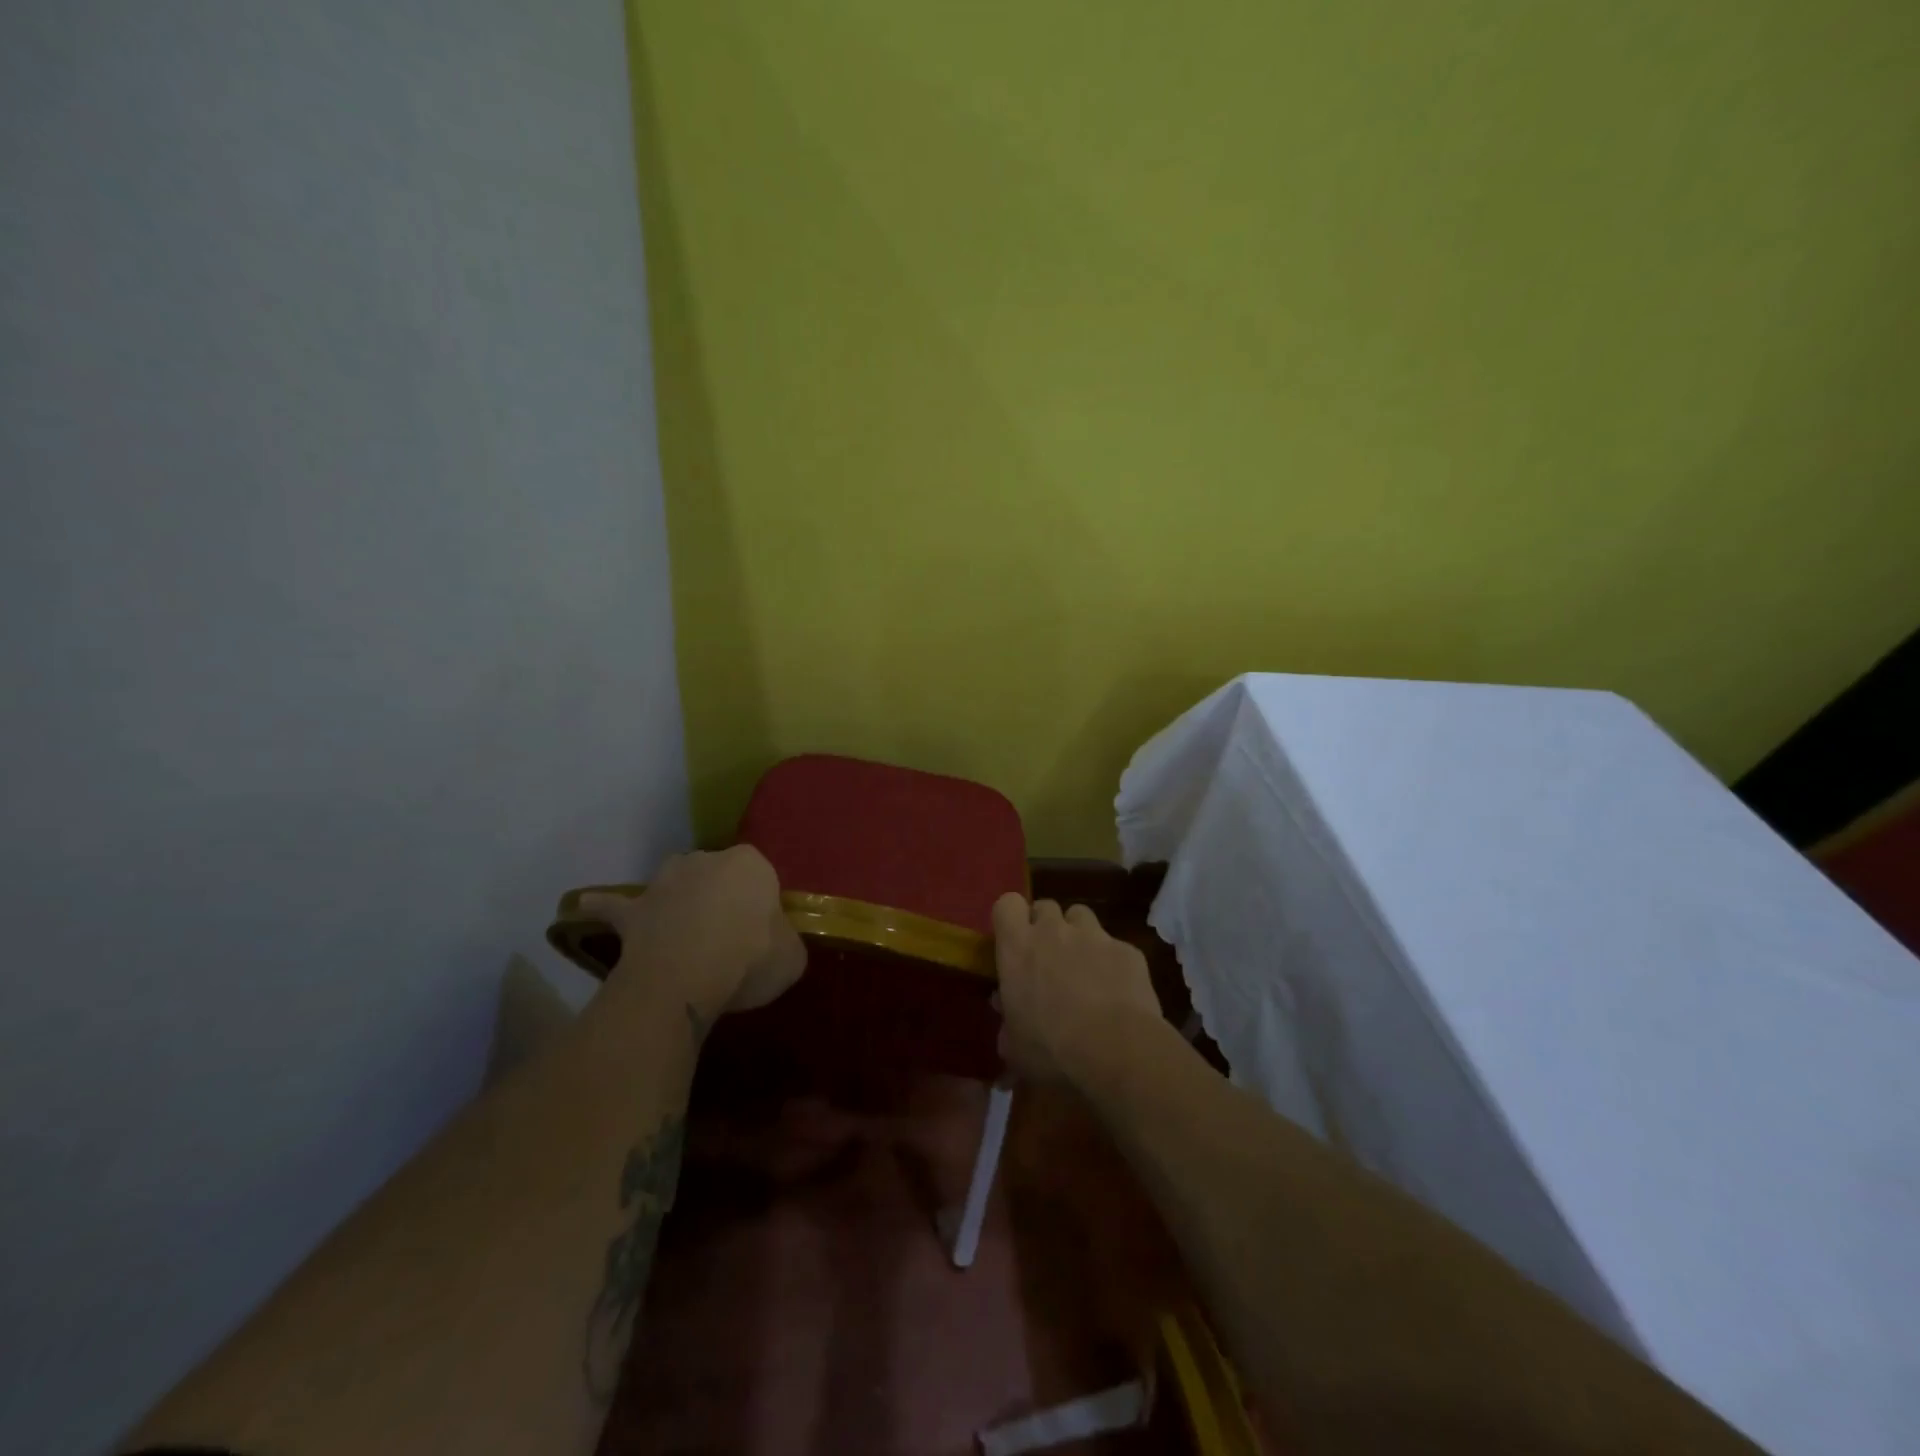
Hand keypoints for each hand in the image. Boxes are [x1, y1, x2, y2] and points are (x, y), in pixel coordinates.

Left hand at [576, 847, 805, 1026]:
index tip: (761, 935)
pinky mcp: (633, 909)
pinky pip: (614, 905)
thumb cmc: (751, 957)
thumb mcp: (792, 956)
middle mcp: (707, 860)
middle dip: (720, 898)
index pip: (760, 877)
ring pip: (674, 883)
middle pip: (717, 876)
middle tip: (728, 938)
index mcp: (751, 864)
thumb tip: (776, 946)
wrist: (690, 974)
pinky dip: (602, 907)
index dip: (760, 906)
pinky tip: (583, 907)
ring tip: (682, 929)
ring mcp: (665, 881)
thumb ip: (785, 943)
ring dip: (677, 899)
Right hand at [992, 894, 1164, 1086]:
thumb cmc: (1052, 1051)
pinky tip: (1117, 991)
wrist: (1117, 1052)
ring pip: (1081, 916)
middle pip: (1045, 906)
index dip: (1011, 918)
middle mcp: (1054, 931)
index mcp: (1018, 948)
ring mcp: (1094, 936)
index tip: (1014, 939)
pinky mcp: (1128, 950)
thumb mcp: (1015, 1046)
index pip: (1007, 904)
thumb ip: (1007, 1020)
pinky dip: (1112, 961)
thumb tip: (1005, 1007)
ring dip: (1078, 935)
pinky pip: (1115, 946)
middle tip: (1048, 957)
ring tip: (1083, 967)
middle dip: (1046, 926)